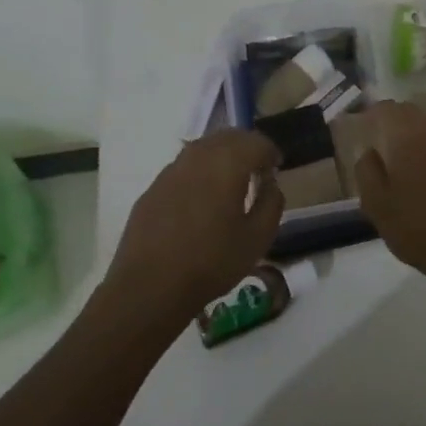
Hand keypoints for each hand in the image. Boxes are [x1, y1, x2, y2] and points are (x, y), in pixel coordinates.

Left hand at [106, 129, 283, 320]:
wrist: (149, 288)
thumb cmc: (211, 262)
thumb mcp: (258, 238)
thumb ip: (272, 203)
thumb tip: (270, 184)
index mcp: (227, 163)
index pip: (256, 142)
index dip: (271, 152)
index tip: (277, 169)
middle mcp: (197, 157)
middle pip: (228, 137)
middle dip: (247, 148)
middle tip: (257, 169)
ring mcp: (170, 171)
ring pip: (202, 148)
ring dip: (221, 157)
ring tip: (230, 182)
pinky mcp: (152, 189)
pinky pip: (183, 168)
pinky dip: (199, 172)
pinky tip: (201, 200)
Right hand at [353, 102, 425, 288]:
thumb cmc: (416, 229)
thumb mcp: (376, 205)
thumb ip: (367, 171)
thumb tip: (370, 151)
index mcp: (408, 138)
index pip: (388, 109)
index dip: (373, 112)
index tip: (364, 123)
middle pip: (412, 112)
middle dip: (395, 119)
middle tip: (382, 137)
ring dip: (417, 131)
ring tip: (405, 153)